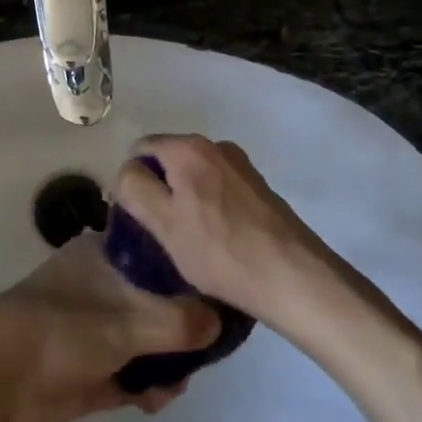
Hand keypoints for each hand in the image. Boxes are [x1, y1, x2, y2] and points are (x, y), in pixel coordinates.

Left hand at [0, 233, 220, 421]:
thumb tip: (221, 322)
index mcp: (101, 256)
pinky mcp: (89, 372)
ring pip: (145, 339)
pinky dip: (148, 386)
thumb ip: (177, 322)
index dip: (189, 267)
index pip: (156, 251)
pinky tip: (161, 399)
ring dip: (168, 358)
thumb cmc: (60, 332)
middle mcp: (99, 287)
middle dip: (184, 321)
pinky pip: (130, 376)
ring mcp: (93, 331)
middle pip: (155, 298)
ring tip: (187, 376)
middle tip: (215, 341)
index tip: (222, 287)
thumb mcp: (125, 321)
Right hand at [113, 136, 335, 326]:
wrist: (293, 276)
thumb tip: (128, 171)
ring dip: (184, 201)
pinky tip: (216, 240)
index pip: (139, 150)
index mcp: (188, 147)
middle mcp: (215, 145)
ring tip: (189, 241)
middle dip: (159, 191)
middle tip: (160, 233)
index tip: (138, 219)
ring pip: (194, 176)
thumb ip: (135, 188)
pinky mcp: (258, 187)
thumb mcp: (164, 223)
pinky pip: (217, 188)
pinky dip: (209, 206)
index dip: (131, 182)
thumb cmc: (220, 251)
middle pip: (168, 161)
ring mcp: (240, 165)